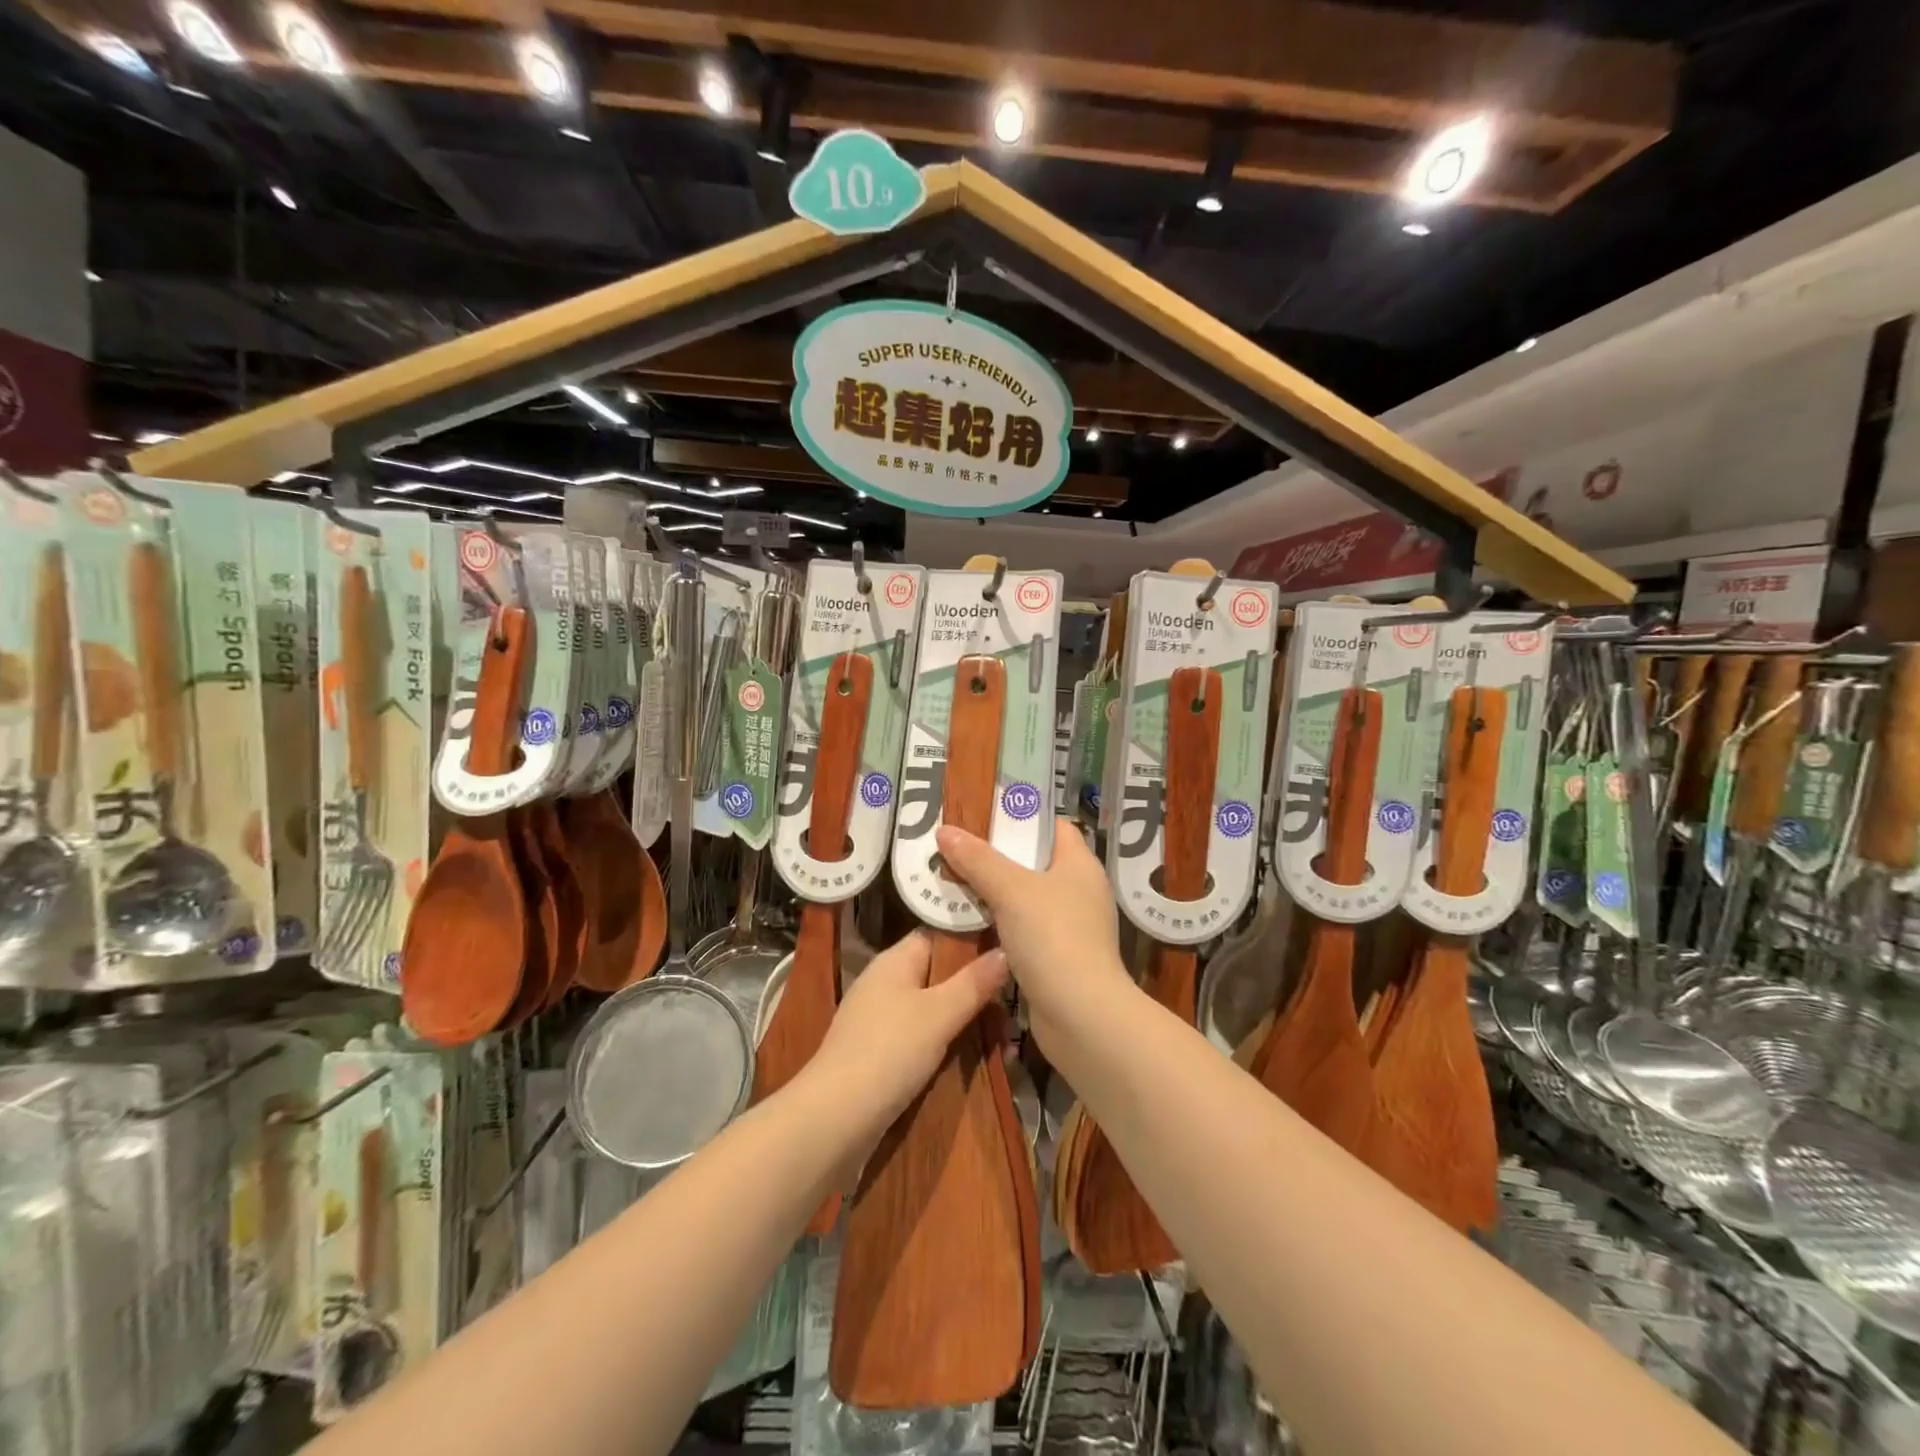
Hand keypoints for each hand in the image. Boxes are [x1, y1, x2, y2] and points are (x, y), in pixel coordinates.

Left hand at [805, 929, 1007, 1147]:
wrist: (836, 1118)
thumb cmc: (889, 1052)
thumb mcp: (939, 1014)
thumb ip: (973, 983)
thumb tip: (1004, 951)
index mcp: (894, 961)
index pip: (937, 935)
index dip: (971, 940)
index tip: (1008, 950)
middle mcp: (885, 983)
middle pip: (938, 975)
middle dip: (974, 990)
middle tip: (1012, 1007)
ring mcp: (880, 1020)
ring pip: (933, 1010)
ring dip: (965, 1022)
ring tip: (1004, 1042)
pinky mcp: (880, 1054)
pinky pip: (922, 1038)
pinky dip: (947, 1046)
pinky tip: (974, 1061)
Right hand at [935, 818, 1131, 1055]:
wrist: (1081, 1016)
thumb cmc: (1053, 938)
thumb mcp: (1011, 890)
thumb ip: (978, 860)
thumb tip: (945, 831)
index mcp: (1080, 865)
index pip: (1054, 827)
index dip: (1021, 819)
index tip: (983, 816)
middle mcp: (1080, 891)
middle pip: (1035, 862)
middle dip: (997, 857)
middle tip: (957, 849)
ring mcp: (1071, 927)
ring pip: (1026, 899)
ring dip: (995, 894)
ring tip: (954, 882)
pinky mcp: (1058, 959)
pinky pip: (1024, 930)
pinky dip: (1000, 926)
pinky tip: (970, 924)